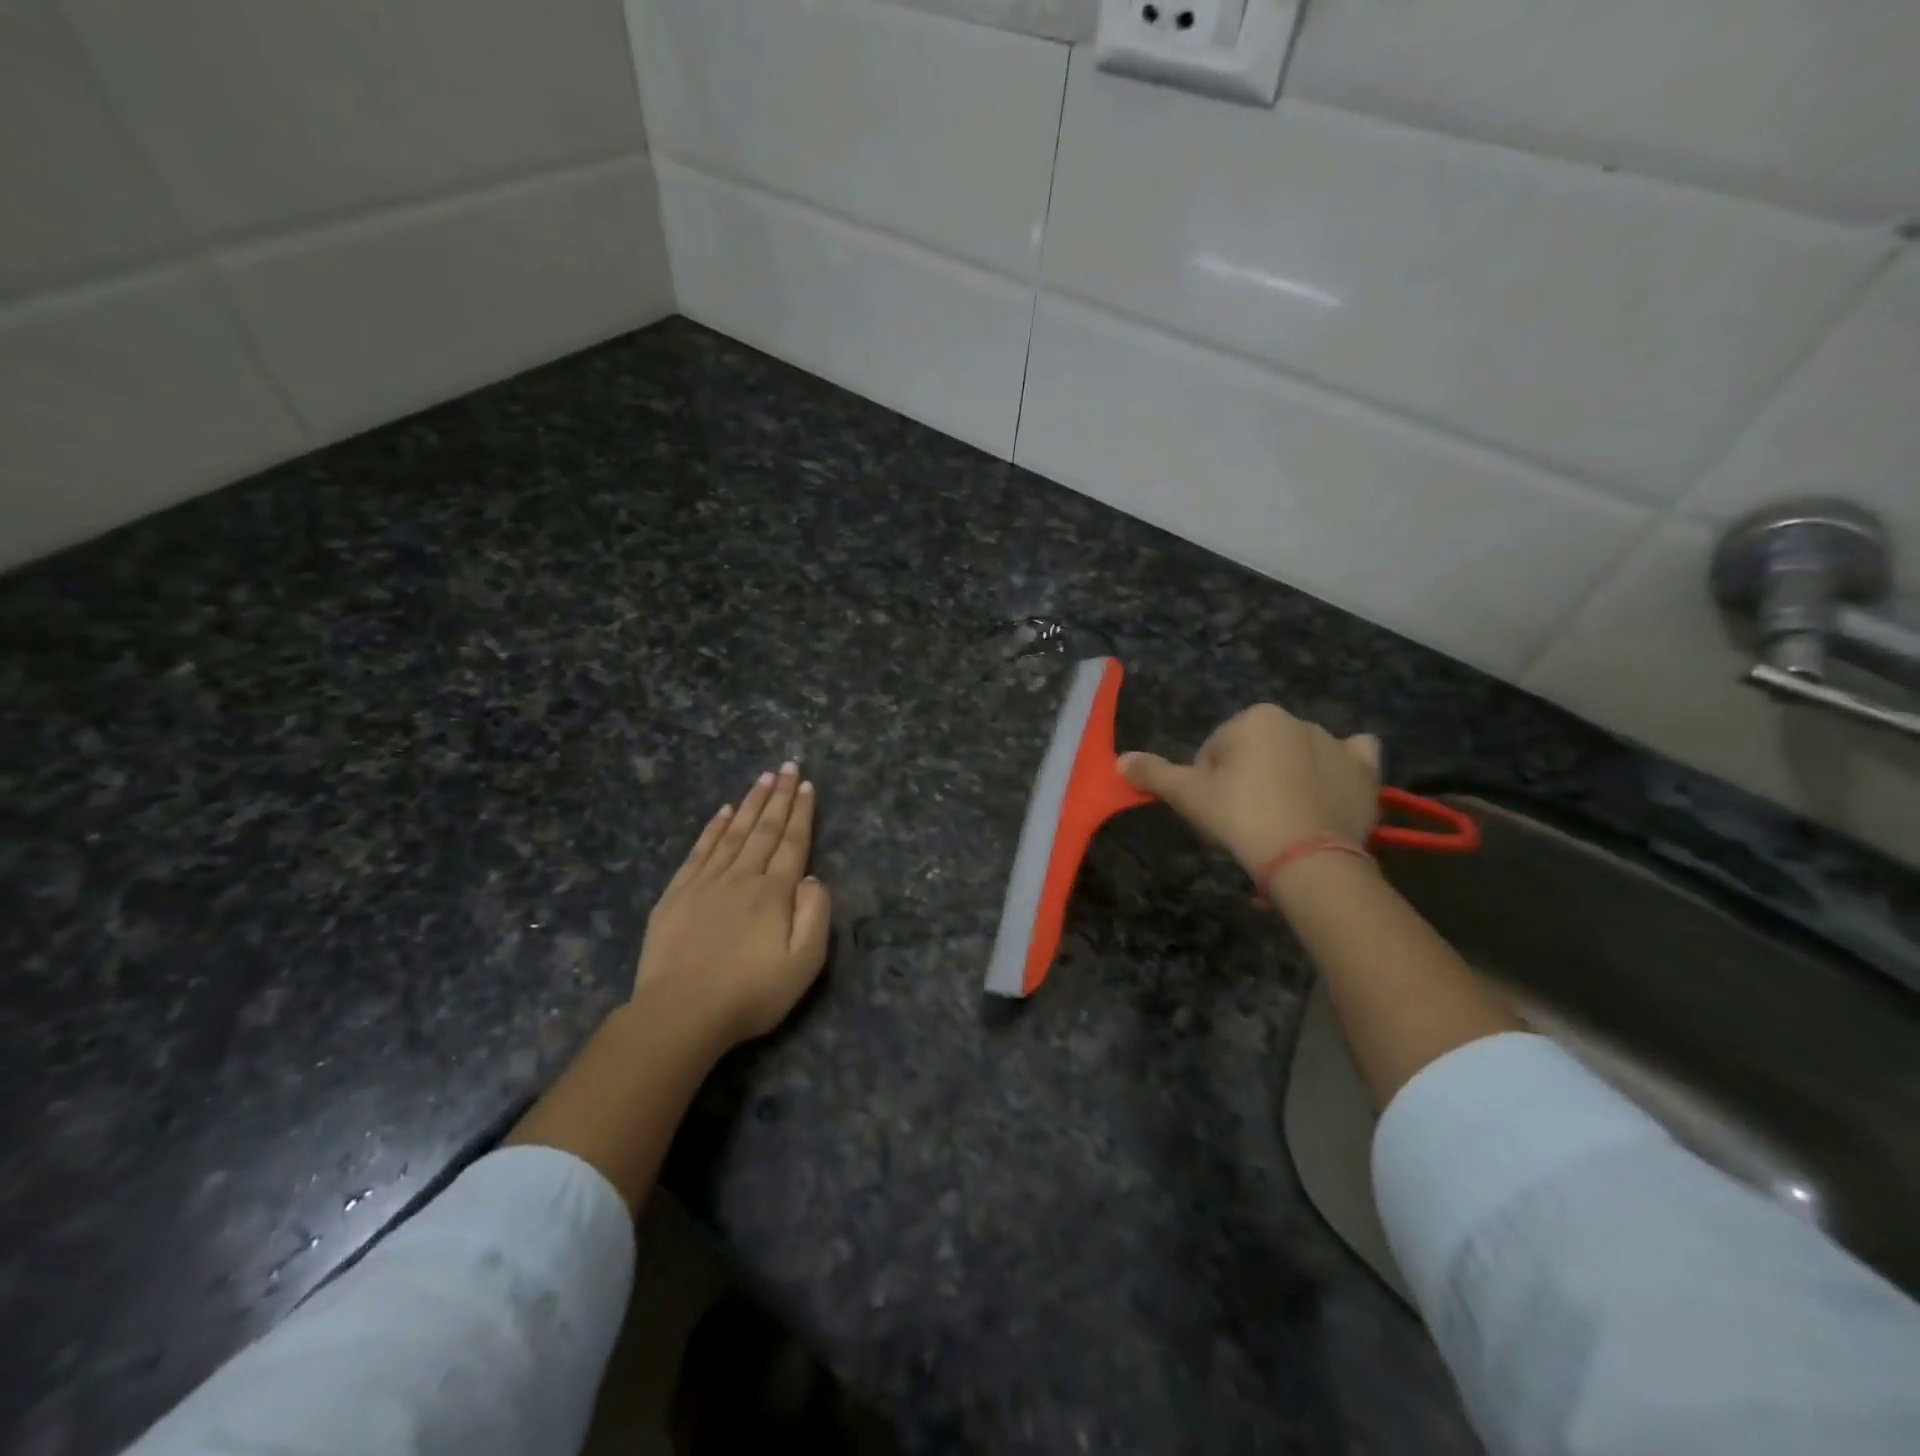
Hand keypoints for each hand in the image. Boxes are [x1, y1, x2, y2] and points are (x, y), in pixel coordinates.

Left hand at [635, 762, 832, 1045]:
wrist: (680, 1014)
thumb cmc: (750, 993)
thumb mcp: (804, 963)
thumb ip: (815, 915)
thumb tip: (811, 877)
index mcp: (774, 892)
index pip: (792, 842)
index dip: (801, 812)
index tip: (806, 785)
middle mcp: (741, 877)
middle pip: (763, 829)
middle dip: (778, 796)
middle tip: (787, 766)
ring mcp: (705, 883)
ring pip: (733, 832)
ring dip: (750, 803)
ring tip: (762, 778)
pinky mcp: (677, 894)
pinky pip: (699, 851)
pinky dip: (713, 828)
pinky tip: (722, 812)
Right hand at [1120, 705, 1381, 875]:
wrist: (1307, 858)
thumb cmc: (1241, 817)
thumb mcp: (1188, 796)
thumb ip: (1154, 773)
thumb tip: (1120, 760)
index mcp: (1254, 718)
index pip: (1216, 750)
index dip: (1208, 782)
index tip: (1215, 812)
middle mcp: (1297, 720)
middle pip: (1256, 751)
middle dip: (1247, 778)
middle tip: (1244, 820)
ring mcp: (1335, 744)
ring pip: (1298, 756)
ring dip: (1287, 776)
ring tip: (1282, 819)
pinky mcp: (1365, 771)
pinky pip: (1353, 757)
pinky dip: (1341, 767)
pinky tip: (1329, 787)